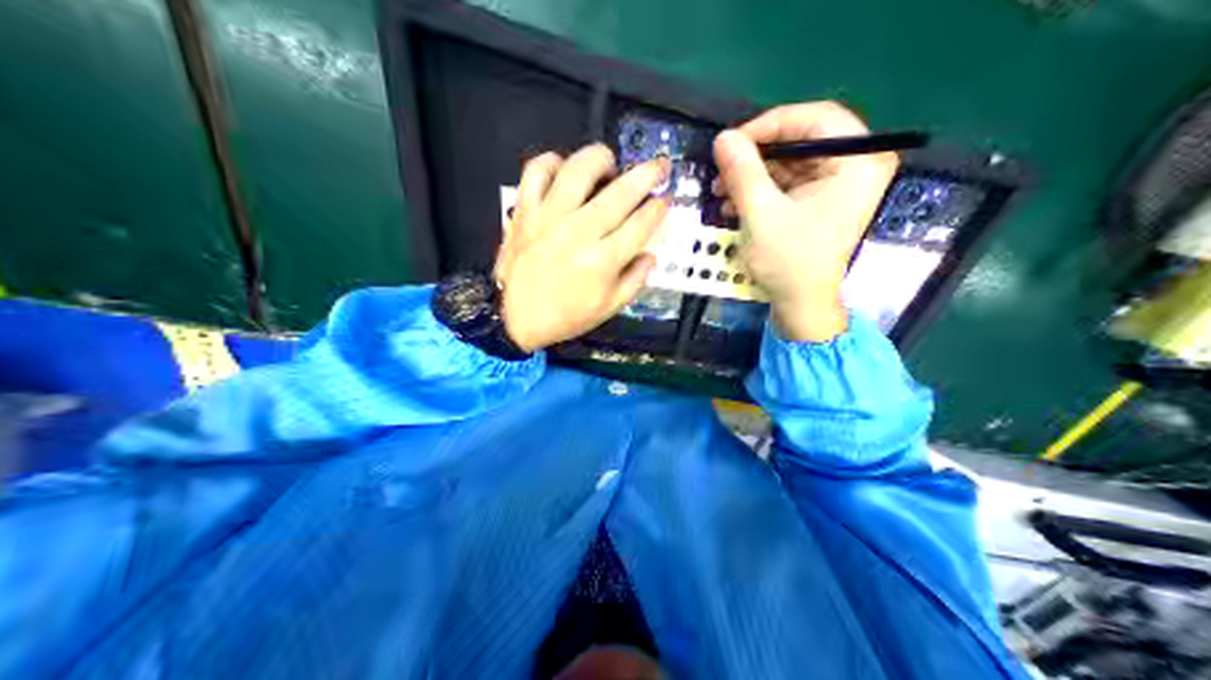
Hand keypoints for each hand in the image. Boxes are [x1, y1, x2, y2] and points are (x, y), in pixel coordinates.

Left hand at [497, 143, 675, 352]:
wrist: (513, 319)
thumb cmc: (565, 315)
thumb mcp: (609, 307)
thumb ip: (636, 279)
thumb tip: (651, 253)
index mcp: (603, 261)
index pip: (641, 223)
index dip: (659, 207)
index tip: (665, 200)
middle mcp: (578, 232)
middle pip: (621, 192)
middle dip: (648, 174)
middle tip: (659, 167)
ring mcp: (549, 217)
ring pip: (579, 169)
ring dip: (602, 159)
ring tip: (609, 166)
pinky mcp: (525, 210)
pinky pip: (537, 171)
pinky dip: (552, 162)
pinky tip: (564, 169)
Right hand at [711, 100, 896, 339]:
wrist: (802, 308)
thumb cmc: (790, 263)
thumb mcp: (761, 214)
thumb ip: (743, 171)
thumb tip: (723, 136)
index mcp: (859, 164)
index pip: (817, 117)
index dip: (772, 123)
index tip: (735, 141)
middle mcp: (857, 166)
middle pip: (803, 137)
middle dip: (758, 153)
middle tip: (724, 165)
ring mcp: (840, 183)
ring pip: (792, 158)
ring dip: (754, 172)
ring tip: (721, 190)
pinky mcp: (824, 199)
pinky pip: (790, 178)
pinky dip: (761, 187)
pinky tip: (733, 202)